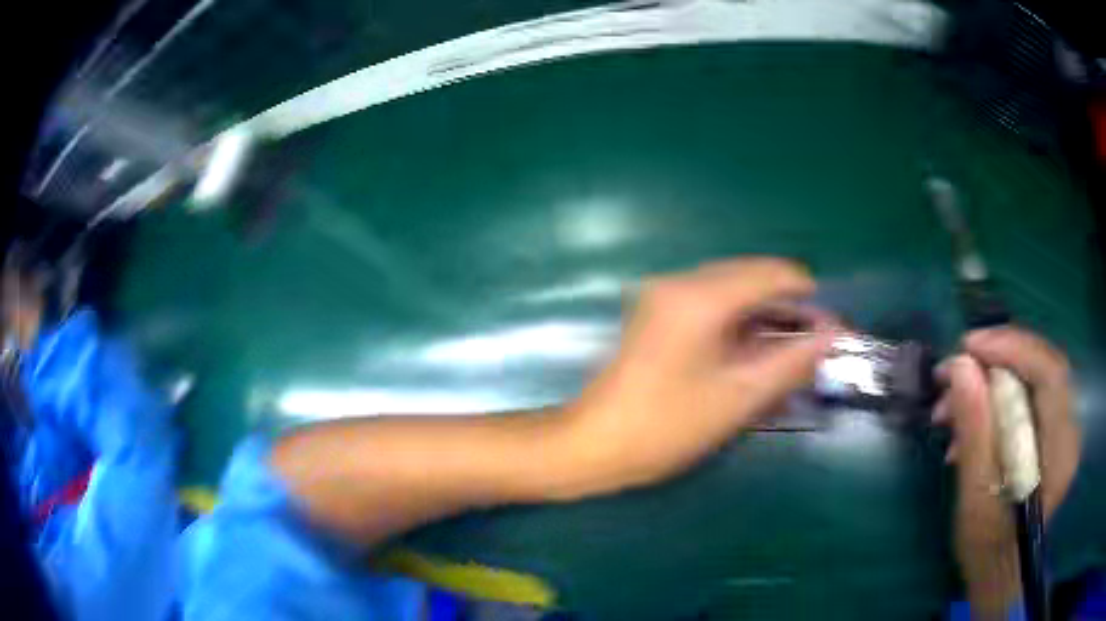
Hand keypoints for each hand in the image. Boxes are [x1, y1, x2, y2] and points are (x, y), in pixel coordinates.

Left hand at [552, 258, 835, 498]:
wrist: (593, 445)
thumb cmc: (666, 426)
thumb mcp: (739, 398)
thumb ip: (791, 362)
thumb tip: (831, 336)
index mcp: (700, 296)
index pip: (770, 274)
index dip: (806, 294)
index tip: (830, 325)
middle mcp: (680, 282)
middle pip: (751, 279)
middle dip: (787, 309)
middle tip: (814, 345)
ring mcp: (663, 297)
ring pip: (732, 293)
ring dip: (764, 319)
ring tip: (790, 356)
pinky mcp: (657, 315)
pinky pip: (711, 308)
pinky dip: (739, 328)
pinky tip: (756, 358)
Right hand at [934, 327, 1079, 616]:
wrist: (999, 573)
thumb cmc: (987, 550)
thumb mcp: (976, 498)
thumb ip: (974, 431)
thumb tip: (959, 367)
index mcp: (1061, 449)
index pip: (1049, 372)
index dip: (1011, 347)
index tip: (966, 347)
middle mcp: (1070, 428)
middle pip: (1041, 367)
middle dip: (996, 361)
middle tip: (954, 372)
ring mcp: (1062, 428)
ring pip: (1032, 378)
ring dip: (991, 382)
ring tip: (951, 407)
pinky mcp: (1051, 431)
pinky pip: (1028, 396)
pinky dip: (996, 399)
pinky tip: (969, 422)